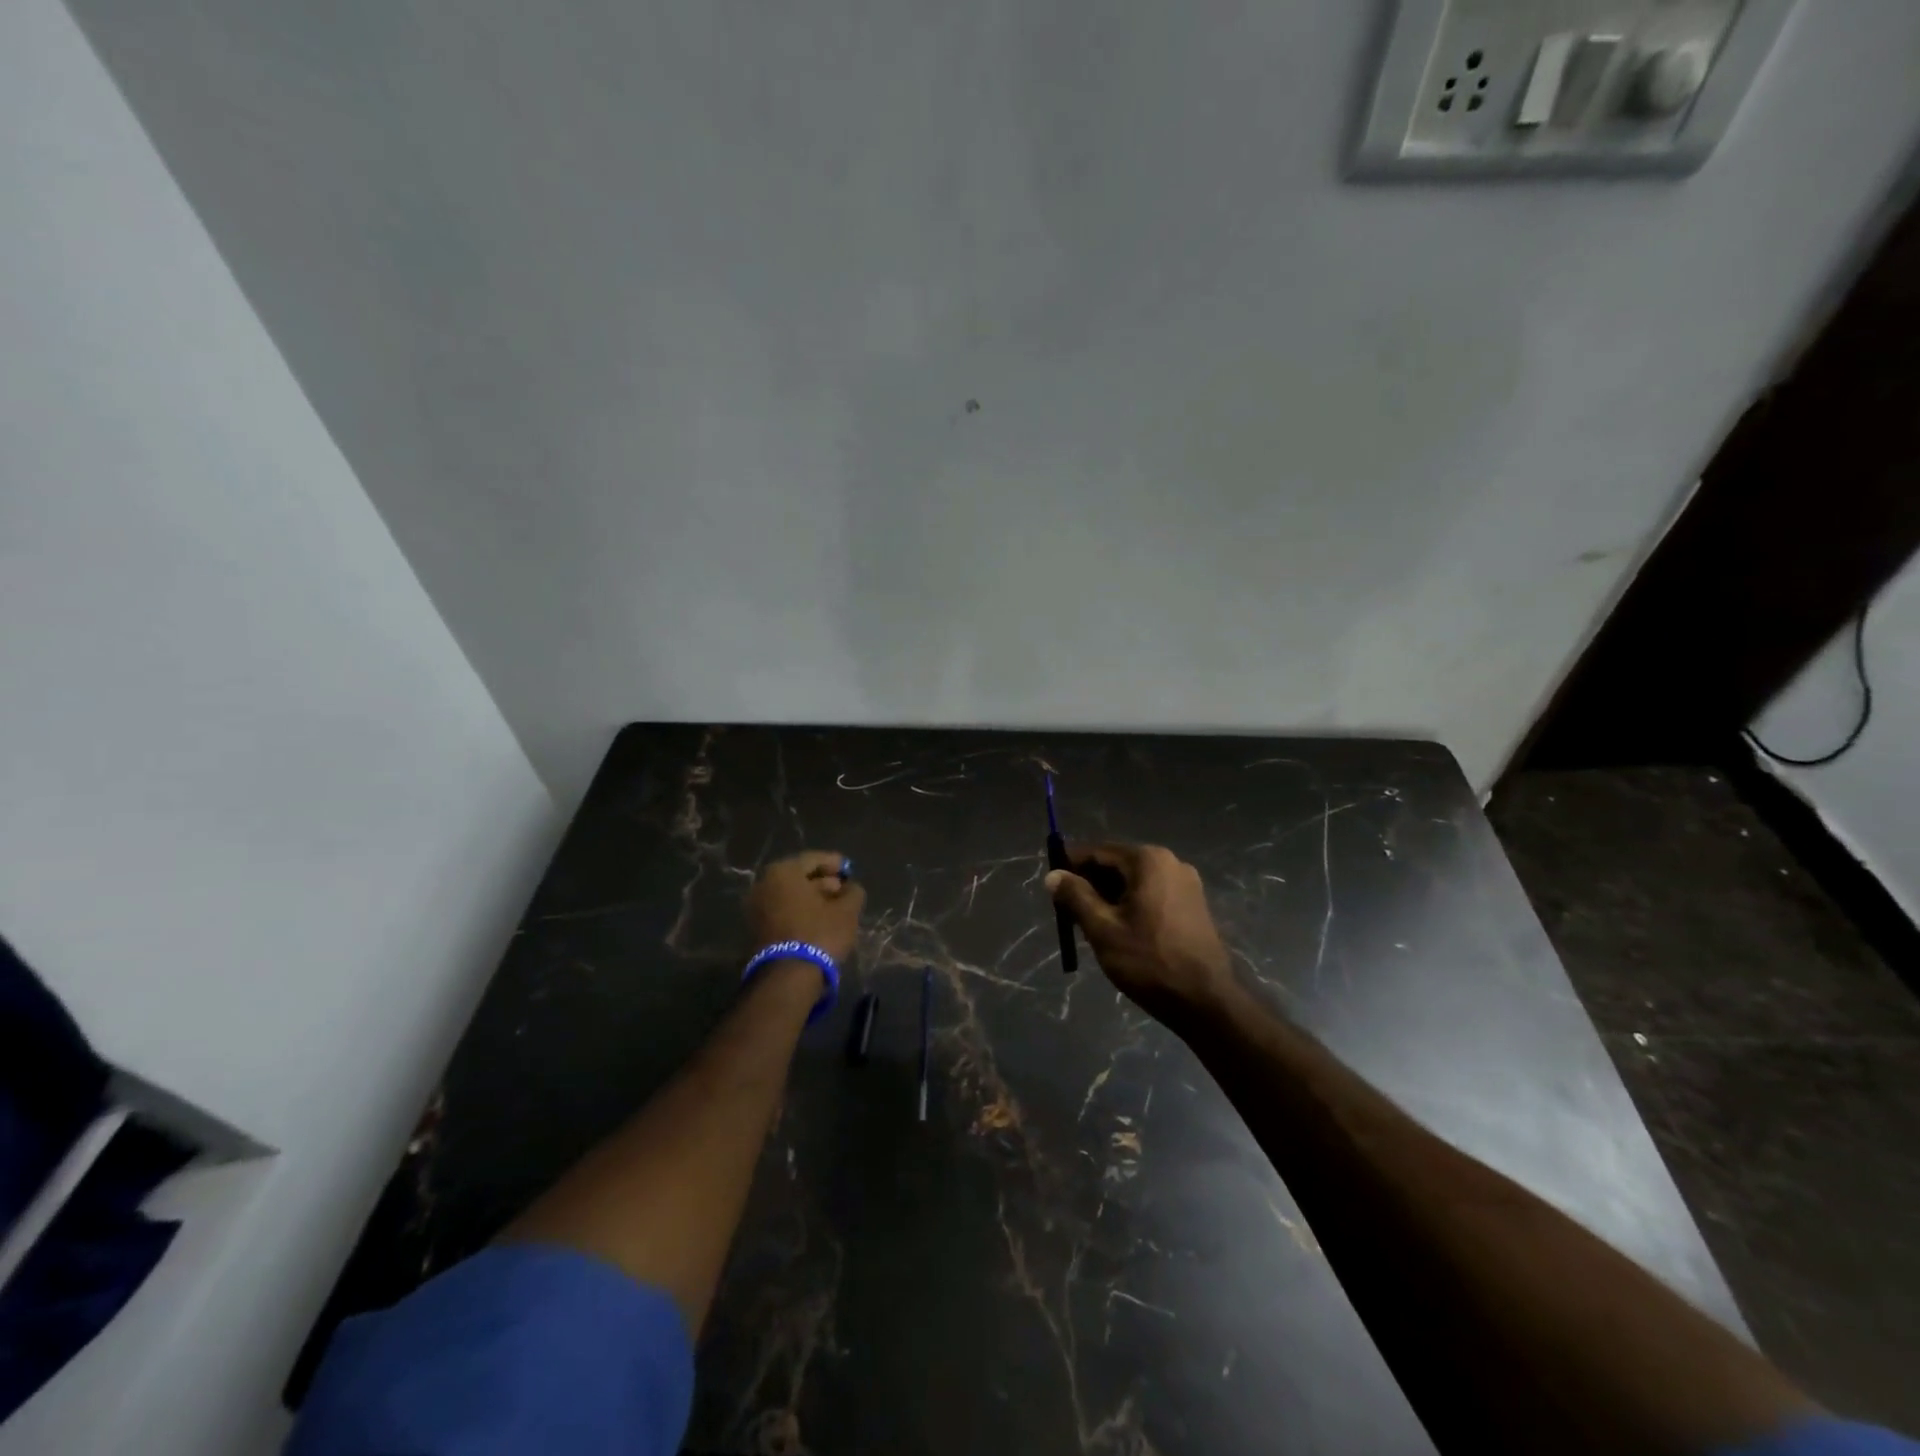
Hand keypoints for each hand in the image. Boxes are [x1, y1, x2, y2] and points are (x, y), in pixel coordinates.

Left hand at [747, 851, 864, 964]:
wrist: (787, 977)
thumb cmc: (819, 933)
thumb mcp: (847, 911)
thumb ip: (853, 892)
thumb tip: (850, 887)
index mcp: (783, 872)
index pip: (813, 859)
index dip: (834, 863)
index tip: (849, 869)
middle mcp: (764, 884)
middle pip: (799, 877)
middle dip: (823, 881)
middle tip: (843, 889)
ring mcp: (756, 907)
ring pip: (790, 895)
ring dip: (812, 898)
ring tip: (835, 907)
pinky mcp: (757, 929)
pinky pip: (783, 910)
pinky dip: (800, 911)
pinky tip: (819, 920)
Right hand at [1046, 843, 1232, 1022]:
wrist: (1206, 1001)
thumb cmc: (1149, 961)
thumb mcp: (1102, 929)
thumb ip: (1075, 897)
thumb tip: (1053, 875)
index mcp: (1148, 860)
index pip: (1097, 852)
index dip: (1070, 866)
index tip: (1052, 887)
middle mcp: (1170, 862)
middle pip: (1117, 864)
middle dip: (1090, 884)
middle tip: (1068, 912)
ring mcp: (1186, 883)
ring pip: (1134, 881)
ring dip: (1109, 897)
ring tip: (1091, 925)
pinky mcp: (1193, 904)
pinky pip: (1152, 894)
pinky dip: (1131, 905)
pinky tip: (1120, 931)